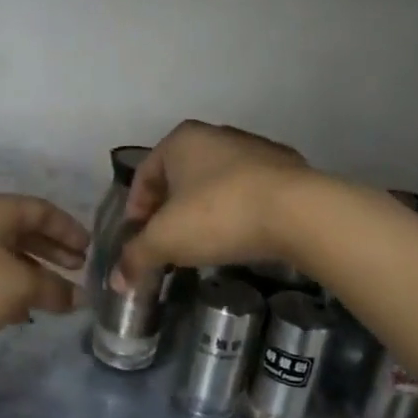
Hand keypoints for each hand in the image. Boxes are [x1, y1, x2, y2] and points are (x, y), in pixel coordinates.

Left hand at [0, 192, 88, 359]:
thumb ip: (55, 289)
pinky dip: (11, 288)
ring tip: (55, 295)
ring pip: (7, 255)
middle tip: (77, 270)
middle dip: (53, 251)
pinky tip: (24, 312)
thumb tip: (80, 298)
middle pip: (24, 230)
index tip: (89, 250)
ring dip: (33, 272)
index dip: (69, 228)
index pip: (42, 210)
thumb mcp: (20, 286)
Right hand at [117, 121, 310, 282]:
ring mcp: (254, 149)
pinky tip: (239, 236)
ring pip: (215, 183)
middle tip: (168, 244)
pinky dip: (236, 211)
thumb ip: (136, 257)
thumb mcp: (166, 240)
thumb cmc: (219, 215)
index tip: (139, 241)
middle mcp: (216, 134)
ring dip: (203, 211)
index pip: (144, 175)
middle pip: (179, 177)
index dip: (136, 211)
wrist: (299, 212)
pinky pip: (247, 191)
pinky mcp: (286, 168)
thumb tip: (118, 282)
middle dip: (169, 211)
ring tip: (203, 243)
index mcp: (181, 140)